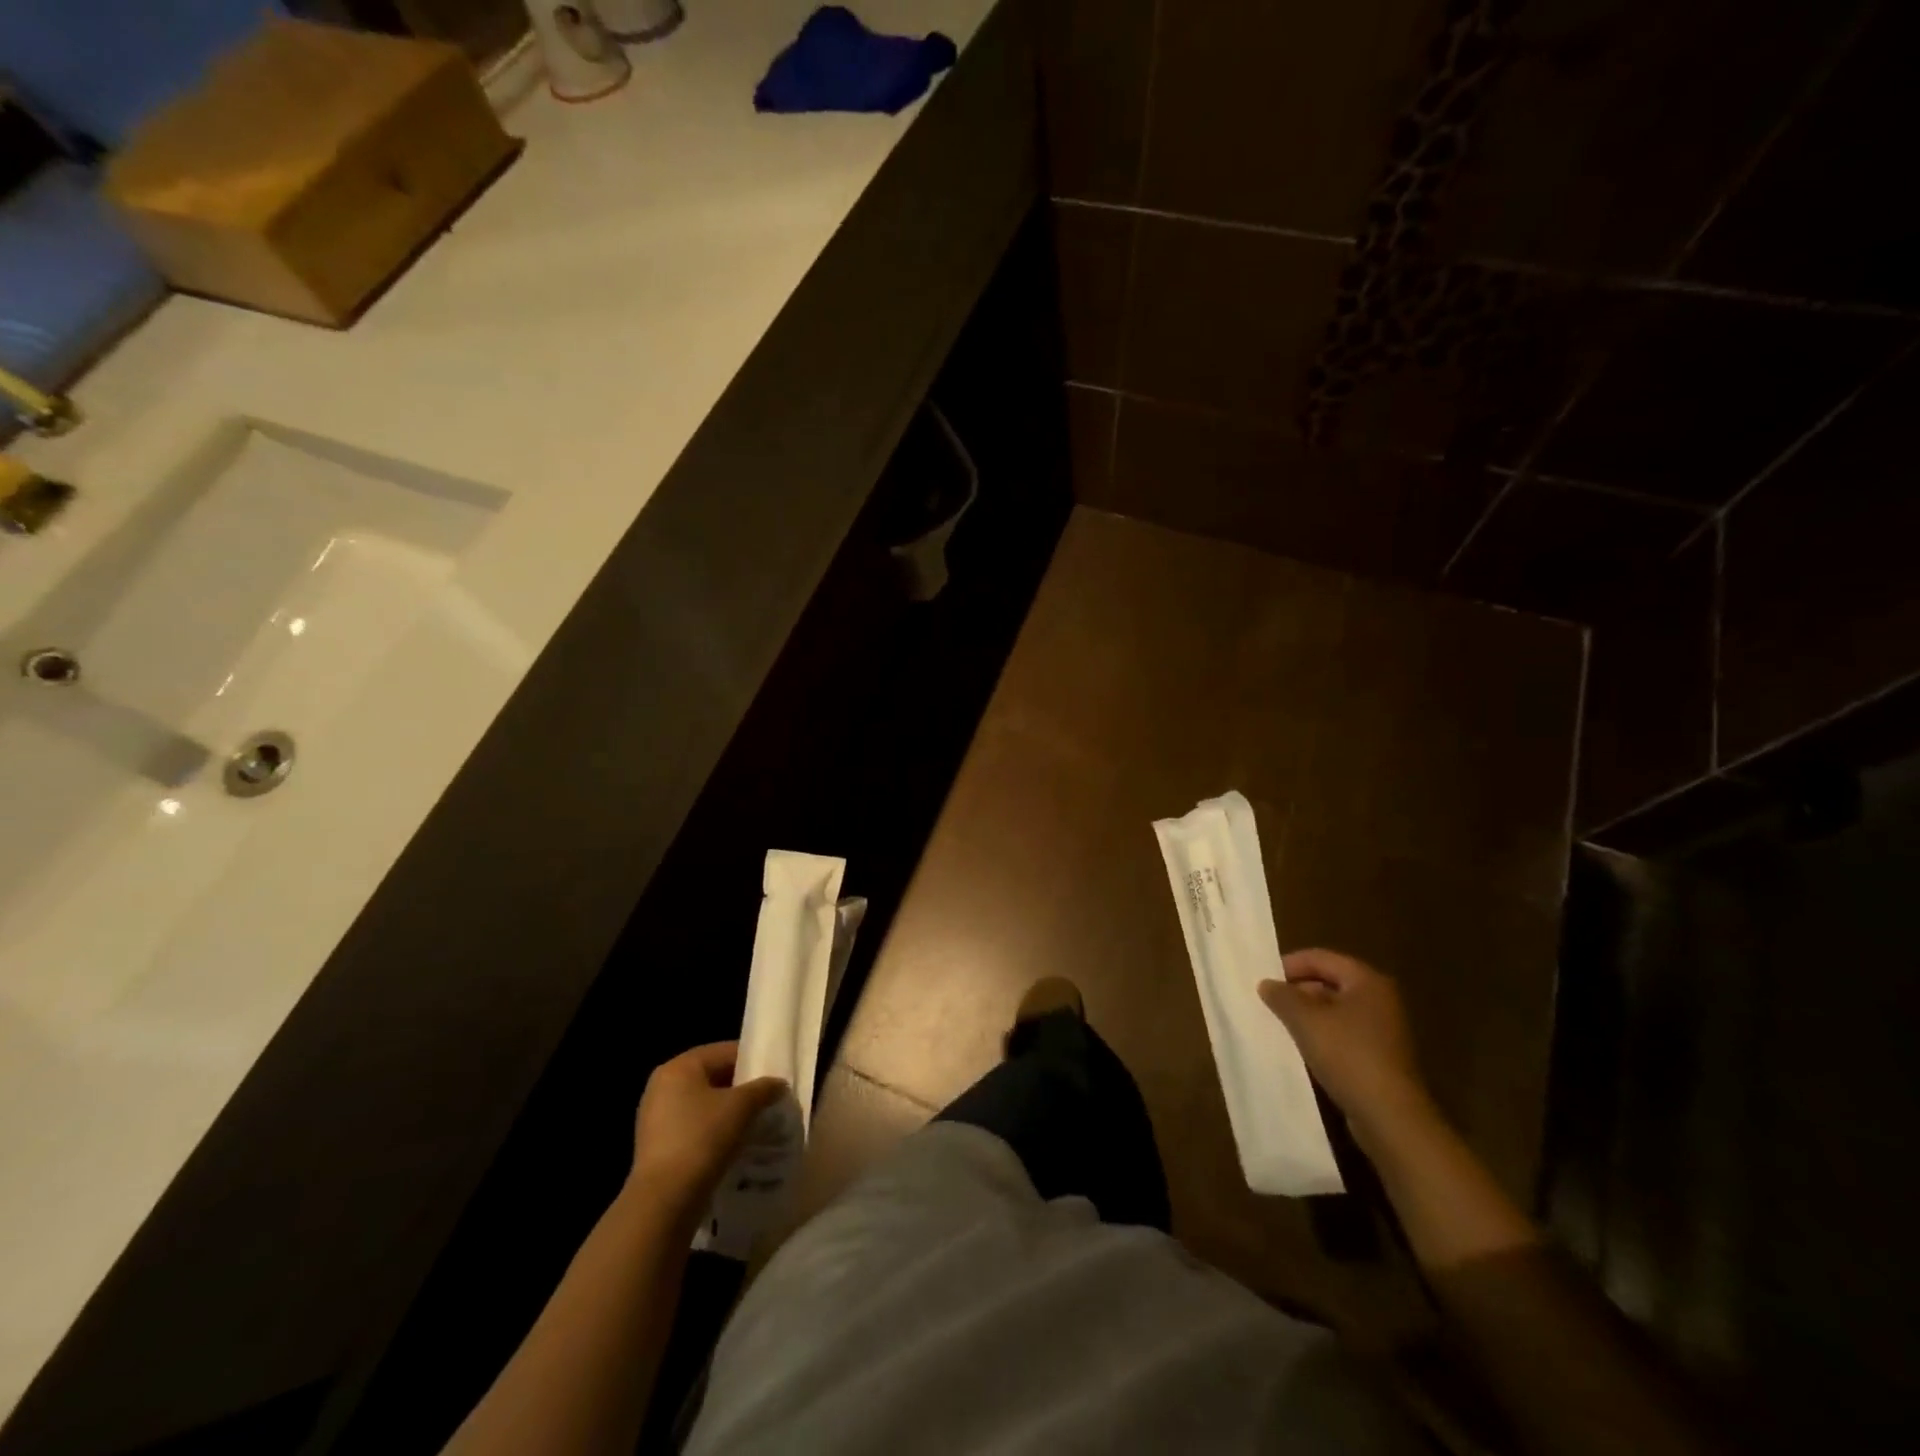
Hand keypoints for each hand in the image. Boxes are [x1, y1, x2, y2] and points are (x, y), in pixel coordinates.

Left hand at [627, 1042, 786, 1217]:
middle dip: (741, 1088)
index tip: (774, 1075)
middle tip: (768, 1099)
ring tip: (756, 1123)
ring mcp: (656, 1118)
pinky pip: (694, 1128)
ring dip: (729, 1112)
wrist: (664, 1202)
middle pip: (713, 1077)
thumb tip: (779, 1084)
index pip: (724, 1051)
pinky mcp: (658, 1146)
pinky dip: (714, 1131)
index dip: (752, 1060)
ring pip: (704, 1104)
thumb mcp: (741, 1107)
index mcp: (679, 1067)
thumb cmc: (702, 1139)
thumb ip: (764, 1088)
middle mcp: (662, 1086)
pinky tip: (734, 1144)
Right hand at [1259, 949, 1434, 1148]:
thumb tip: (1267, 984)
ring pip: (1336, 1010)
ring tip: (1281, 1025)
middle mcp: (1380, 999)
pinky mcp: (1381, 1056)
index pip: (1321, 958)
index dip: (1290, 965)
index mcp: (1367, 981)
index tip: (1264, 980)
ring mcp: (1384, 1029)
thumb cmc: (1348, 1055)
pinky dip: (1322, 1035)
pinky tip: (1303, 1048)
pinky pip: (1344, 1034)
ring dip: (1308, 1015)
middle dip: (1298, 990)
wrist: (1390, 1116)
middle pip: (1330, 982)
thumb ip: (1282, 996)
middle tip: (1270, 1003)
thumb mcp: (1305, 1020)